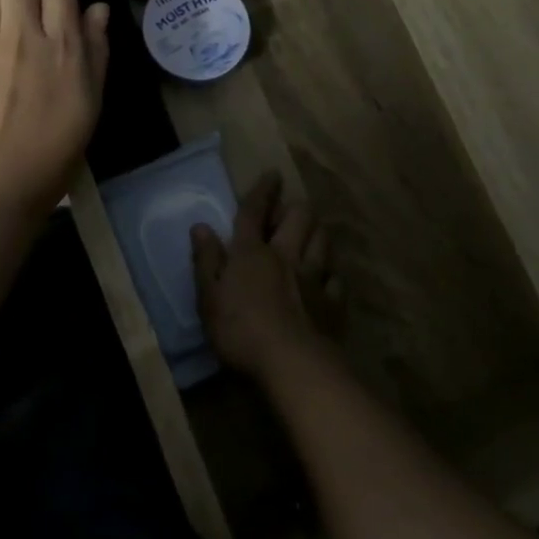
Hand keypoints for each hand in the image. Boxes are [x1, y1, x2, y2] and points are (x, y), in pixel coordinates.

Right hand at [192, 172, 327, 380]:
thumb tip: (201, 226)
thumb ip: (206, 260)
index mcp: (251, 252)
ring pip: (322, 241)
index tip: (273, 173)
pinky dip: (332, 274)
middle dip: (296, 208)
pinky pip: (337, 279)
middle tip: (291, 209)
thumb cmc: (241, 330)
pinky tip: (329, 278)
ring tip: (312, 234)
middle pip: (298, 219)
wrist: (292, 365)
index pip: (255, 212)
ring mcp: (314, 279)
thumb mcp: (209, 297)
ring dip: (317, 232)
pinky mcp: (333, 304)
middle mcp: (286, 256)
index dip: (263, 191)